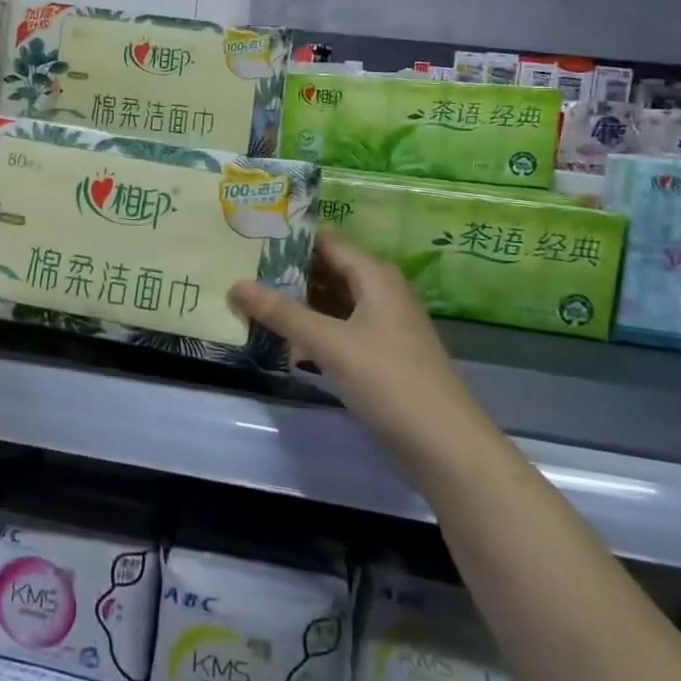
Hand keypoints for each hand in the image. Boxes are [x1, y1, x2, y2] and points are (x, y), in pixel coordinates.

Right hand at [228, 231, 480, 443]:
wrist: (446, 447)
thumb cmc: (390, 382)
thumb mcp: (330, 344)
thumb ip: (282, 313)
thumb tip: (234, 284)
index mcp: (374, 276)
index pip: (325, 242)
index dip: (288, 237)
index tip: (247, 234)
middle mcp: (380, 292)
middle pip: (327, 270)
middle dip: (286, 270)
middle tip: (238, 266)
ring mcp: (382, 325)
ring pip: (331, 302)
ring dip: (296, 301)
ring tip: (250, 296)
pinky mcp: (379, 355)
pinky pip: (338, 328)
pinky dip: (311, 328)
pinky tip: (282, 337)